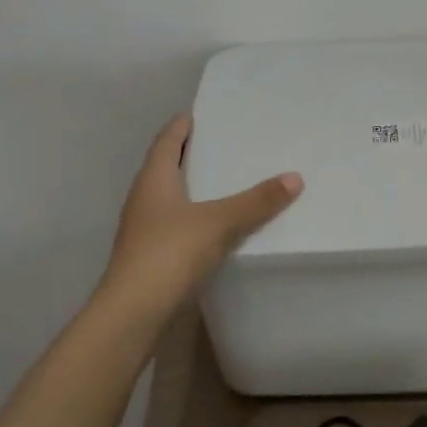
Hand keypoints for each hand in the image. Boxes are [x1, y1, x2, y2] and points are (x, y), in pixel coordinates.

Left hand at [99, 113, 302, 314]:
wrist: (132, 313)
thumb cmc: (169, 254)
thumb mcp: (219, 223)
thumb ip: (256, 201)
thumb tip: (295, 177)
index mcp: (154, 179)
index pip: (167, 140)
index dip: (182, 125)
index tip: (201, 113)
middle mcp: (144, 198)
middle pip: (166, 165)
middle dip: (190, 153)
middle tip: (224, 144)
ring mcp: (143, 228)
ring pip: (170, 196)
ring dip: (192, 186)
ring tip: (225, 181)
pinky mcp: (149, 255)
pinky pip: (175, 223)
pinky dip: (194, 215)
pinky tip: (215, 224)